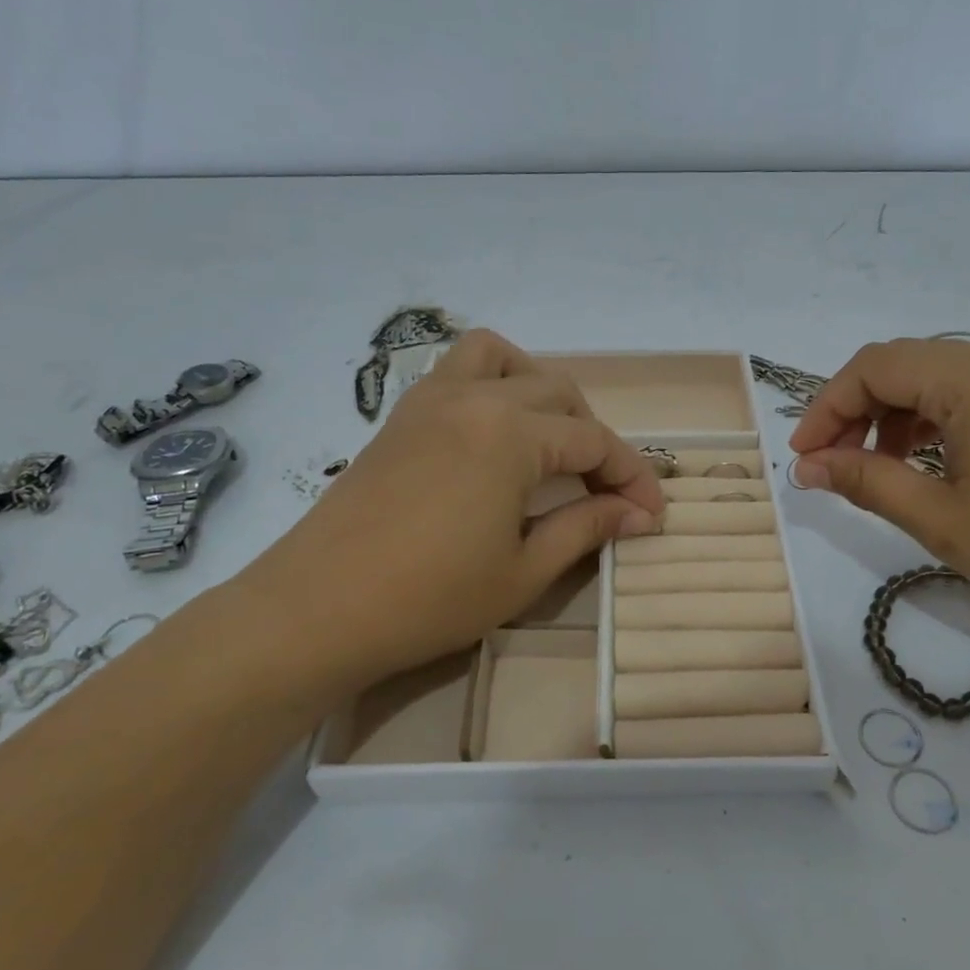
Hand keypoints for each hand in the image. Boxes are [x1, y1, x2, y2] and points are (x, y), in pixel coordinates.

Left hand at [234, 330, 664, 691]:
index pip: (594, 441)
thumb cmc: (429, 599)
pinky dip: (491, 385)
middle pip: (559, 394)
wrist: (317, 609)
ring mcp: (431, 400)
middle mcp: (475, 399)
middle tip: (603, 492)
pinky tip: (494, 437)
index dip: (631, 476)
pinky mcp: (400, 415)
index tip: (652, 513)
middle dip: (594, 439)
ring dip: (540, 391)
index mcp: (511, 434)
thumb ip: (586, 528)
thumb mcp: (523, 571)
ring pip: (503, 360)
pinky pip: (457, 371)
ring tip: (549, 442)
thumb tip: (638, 513)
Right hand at [789, 338, 969, 637]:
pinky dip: (939, 422)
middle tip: (835, 465)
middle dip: (859, 411)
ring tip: (882, 471)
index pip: (874, 367)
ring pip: (941, 379)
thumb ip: (866, 481)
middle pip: (906, 365)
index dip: (827, 407)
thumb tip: (807, 465)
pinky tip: (934, 465)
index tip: (804, 456)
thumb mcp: (941, 518)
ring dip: (897, 417)